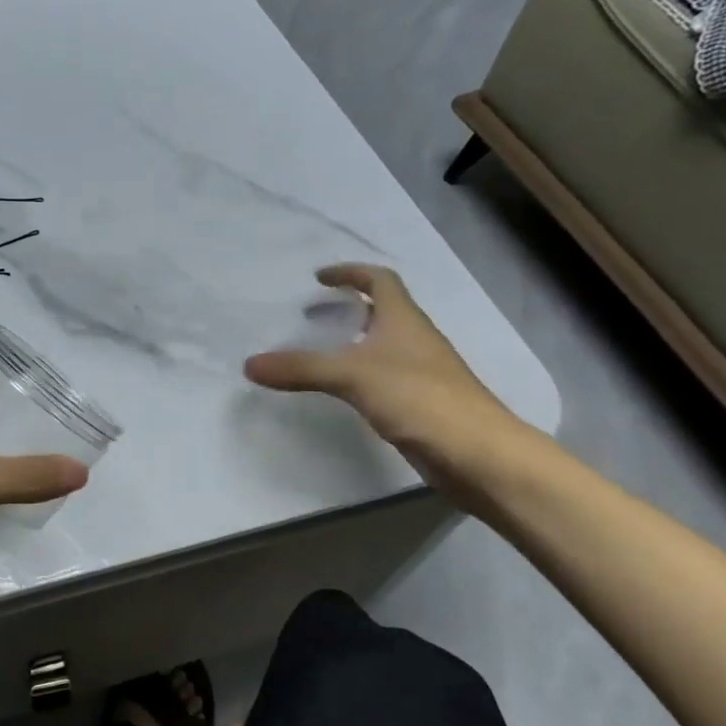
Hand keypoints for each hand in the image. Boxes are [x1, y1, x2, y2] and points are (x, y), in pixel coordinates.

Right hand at [243, 264, 520, 486]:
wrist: (477, 453)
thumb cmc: (418, 397)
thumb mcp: (351, 376)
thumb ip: (300, 368)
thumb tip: (249, 364)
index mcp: (404, 319)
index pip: (379, 279)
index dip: (350, 272)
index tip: (319, 278)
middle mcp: (414, 339)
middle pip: (382, 310)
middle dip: (347, 307)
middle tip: (311, 317)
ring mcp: (421, 372)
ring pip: (382, 345)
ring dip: (353, 341)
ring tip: (318, 353)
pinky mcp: (420, 403)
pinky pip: (383, 377)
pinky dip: (360, 374)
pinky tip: (342, 392)